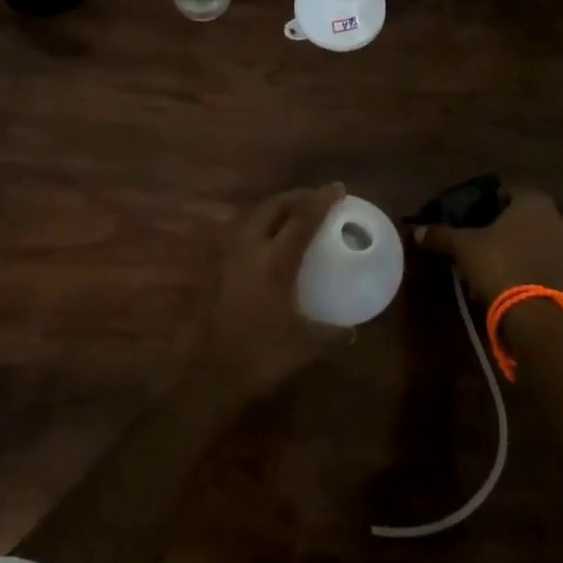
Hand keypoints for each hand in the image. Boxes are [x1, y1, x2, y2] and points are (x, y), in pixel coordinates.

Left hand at [191, 183, 347, 401]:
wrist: (210, 375)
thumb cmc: (261, 355)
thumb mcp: (306, 346)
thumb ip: (332, 333)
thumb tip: (351, 329)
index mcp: (275, 262)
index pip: (303, 219)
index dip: (322, 200)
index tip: (338, 188)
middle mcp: (250, 249)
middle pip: (274, 207)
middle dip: (296, 196)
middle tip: (316, 198)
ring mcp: (228, 257)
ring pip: (254, 216)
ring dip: (276, 208)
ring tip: (294, 214)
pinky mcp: (216, 269)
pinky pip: (242, 233)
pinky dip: (260, 226)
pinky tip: (268, 242)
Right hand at [415, 185, 562, 306]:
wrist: (534, 315)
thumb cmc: (498, 265)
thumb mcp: (463, 247)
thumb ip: (441, 235)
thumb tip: (417, 230)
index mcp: (535, 203)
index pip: (511, 192)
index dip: (492, 203)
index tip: (476, 217)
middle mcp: (558, 220)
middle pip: (527, 218)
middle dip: (507, 228)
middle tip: (484, 242)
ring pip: (538, 242)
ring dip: (520, 250)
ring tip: (495, 268)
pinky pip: (547, 265)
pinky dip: (532, 269)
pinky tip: (511, 284)